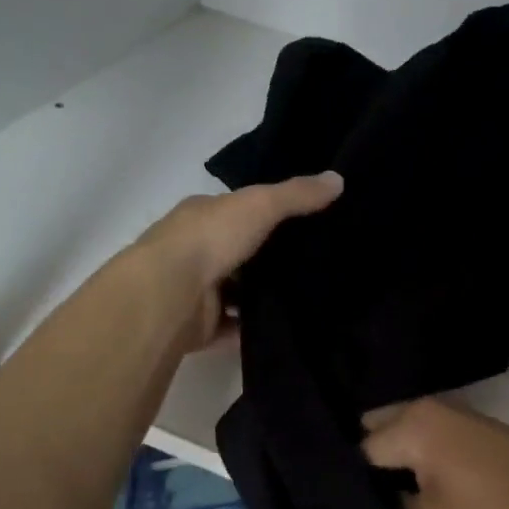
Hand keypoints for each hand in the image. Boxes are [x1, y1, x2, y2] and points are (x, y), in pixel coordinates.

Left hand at [137, 172, 342, 351]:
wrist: (170, 294)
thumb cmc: (211, 239)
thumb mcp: (261, 205)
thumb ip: (297, 195)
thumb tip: (339, 179)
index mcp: (202, 216)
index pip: (238, 211)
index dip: (268, 213)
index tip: (305, 223)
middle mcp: (195, 250)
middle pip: (239, 253)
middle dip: (268, 259)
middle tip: (315, 264)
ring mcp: (196, 291)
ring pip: (236, 292)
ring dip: (262, 296)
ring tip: (308, 298)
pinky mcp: (201, 326)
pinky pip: (235, 328)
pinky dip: (253, 329)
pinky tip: (286, 328)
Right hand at [360, 398, 508, 508]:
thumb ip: (391, 506)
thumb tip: (378, 494)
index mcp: (414, 424)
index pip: (359, 450)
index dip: (350, 485)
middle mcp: (433, 408)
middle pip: (381, 431)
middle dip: (369, 465)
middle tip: (363, 506)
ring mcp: (462, 418)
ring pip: (409, 436)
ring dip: (398, 464)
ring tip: (388, 503)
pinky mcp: (483, 435)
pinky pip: (434, 442)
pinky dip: (423, 463)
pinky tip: (423, 492)